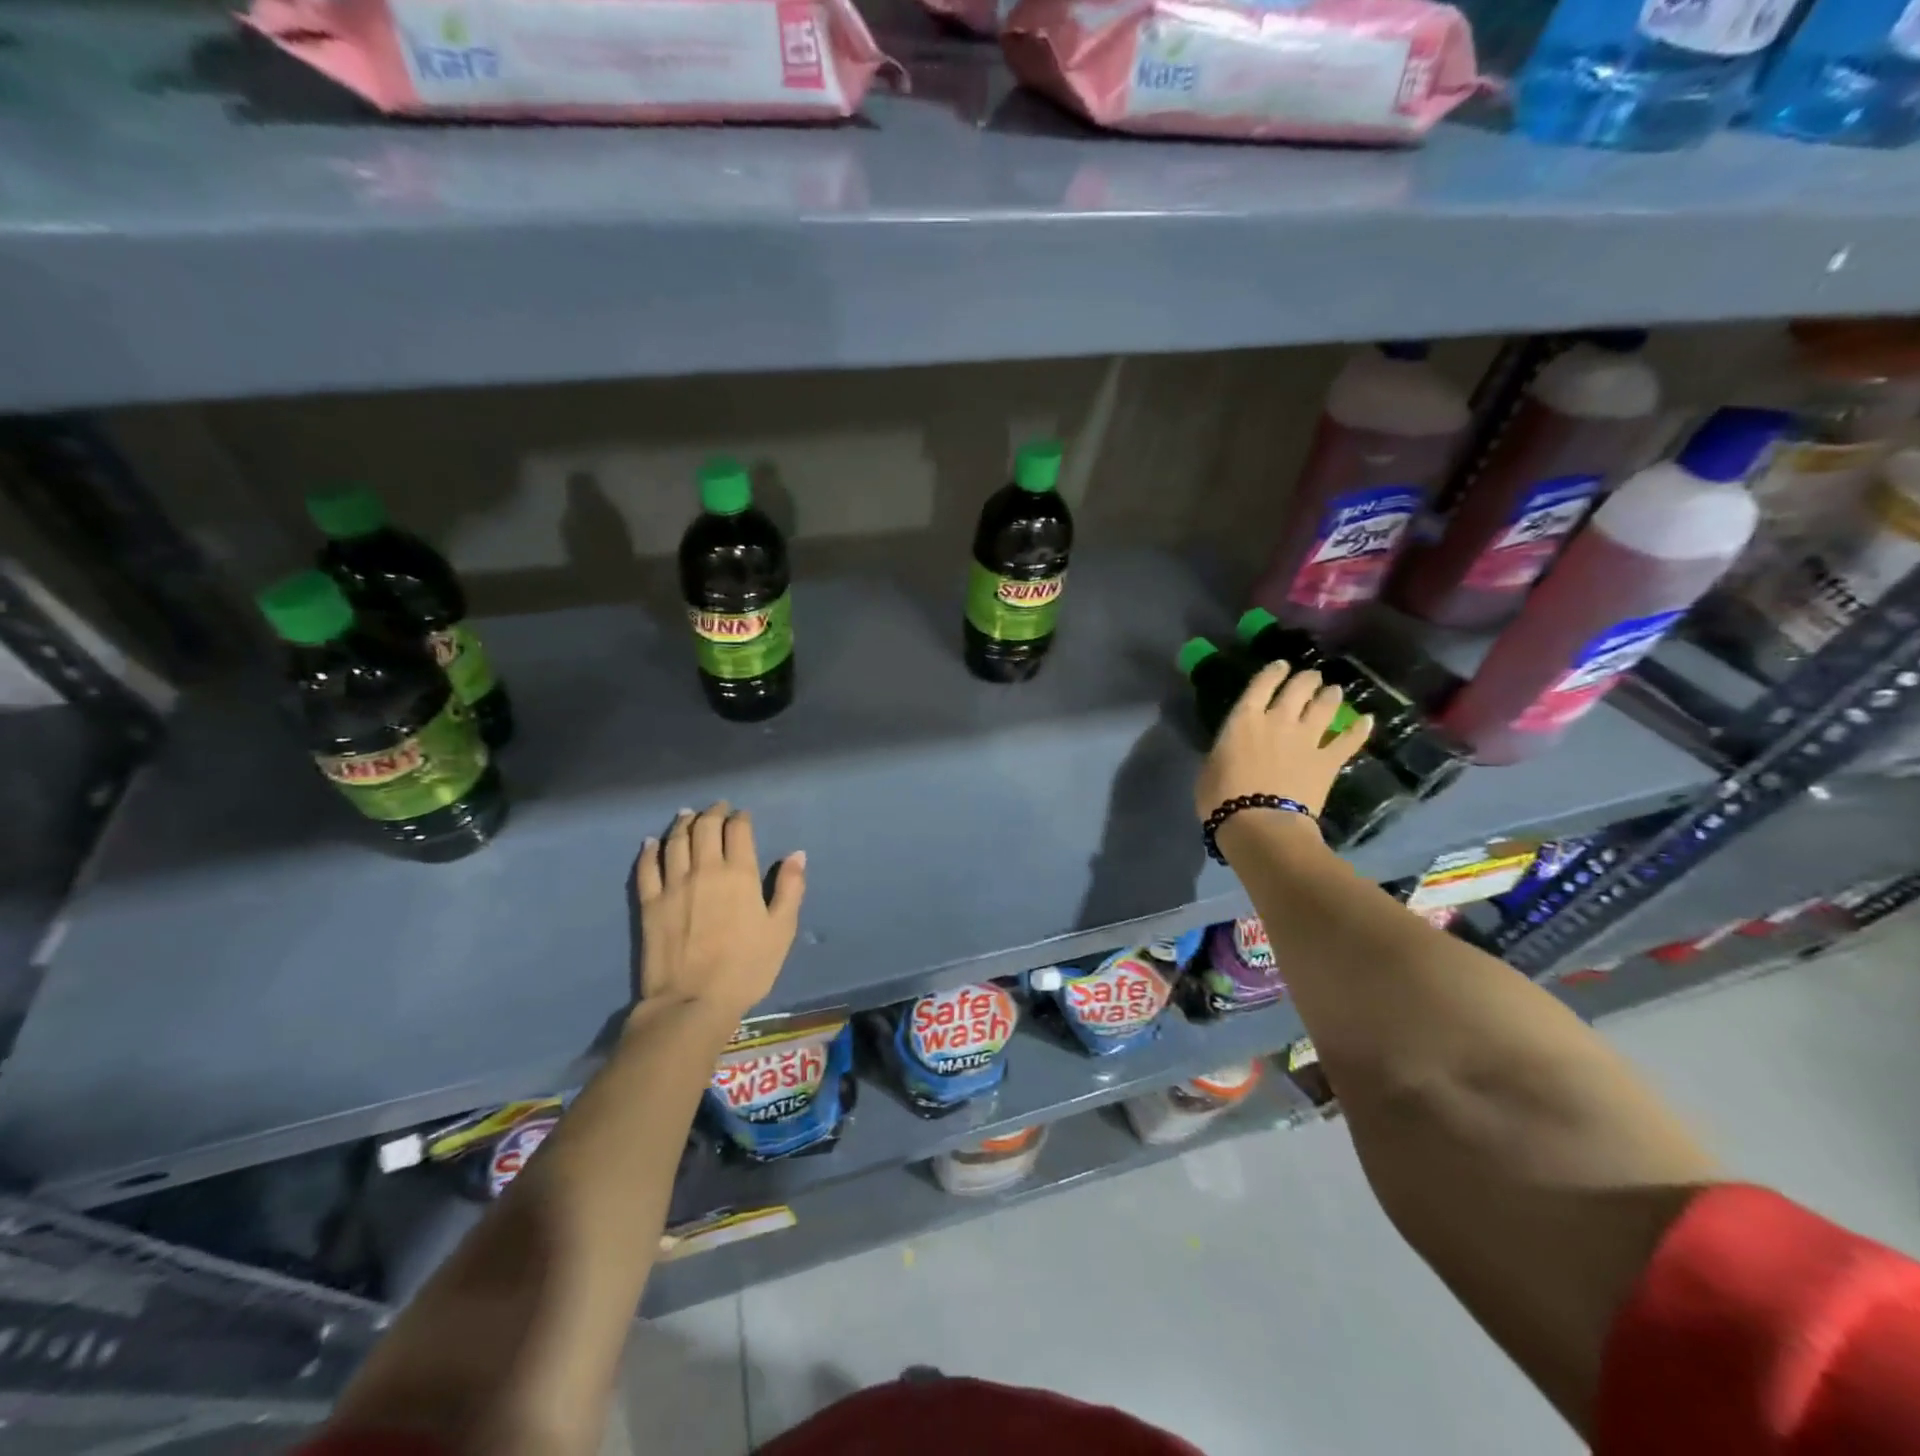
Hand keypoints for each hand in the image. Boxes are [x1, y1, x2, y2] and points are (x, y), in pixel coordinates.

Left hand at [635, 803, 805, 1022]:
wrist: (693, 1002)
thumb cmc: (747, 967)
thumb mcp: (781, 929)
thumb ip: (790, 888)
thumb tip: (796, 854)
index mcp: (740, 873)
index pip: (738, 830)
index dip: (741, 818)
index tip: (743, 815)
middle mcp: (705, 869)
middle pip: (704, 828)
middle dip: (713, 813)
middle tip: (717, 808)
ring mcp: (673, 885)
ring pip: (675, 841)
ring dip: (682, 824)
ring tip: (687, 815)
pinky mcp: (650, 903)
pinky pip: (647, 868)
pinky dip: (649, 851)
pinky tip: (650, 843)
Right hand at [1194, 659, 1371, 821]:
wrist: (1260, 825)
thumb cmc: (1221, 798)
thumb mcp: (1210, 767)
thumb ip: (1225, 750)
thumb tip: (1232, 749)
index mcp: (1244, 719)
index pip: (1261, 684)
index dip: (1272, 672)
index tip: (1280, 665)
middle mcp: (1278, 720)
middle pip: (1298, 689)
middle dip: (1306, 679)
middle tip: (1311, 677)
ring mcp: (1307, 739)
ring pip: (1325, 707)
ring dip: (1330, 696)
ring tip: (1334, 691)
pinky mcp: (1328, 761)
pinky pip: (1349, 740)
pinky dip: (1359, 730)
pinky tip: (1367, 720)